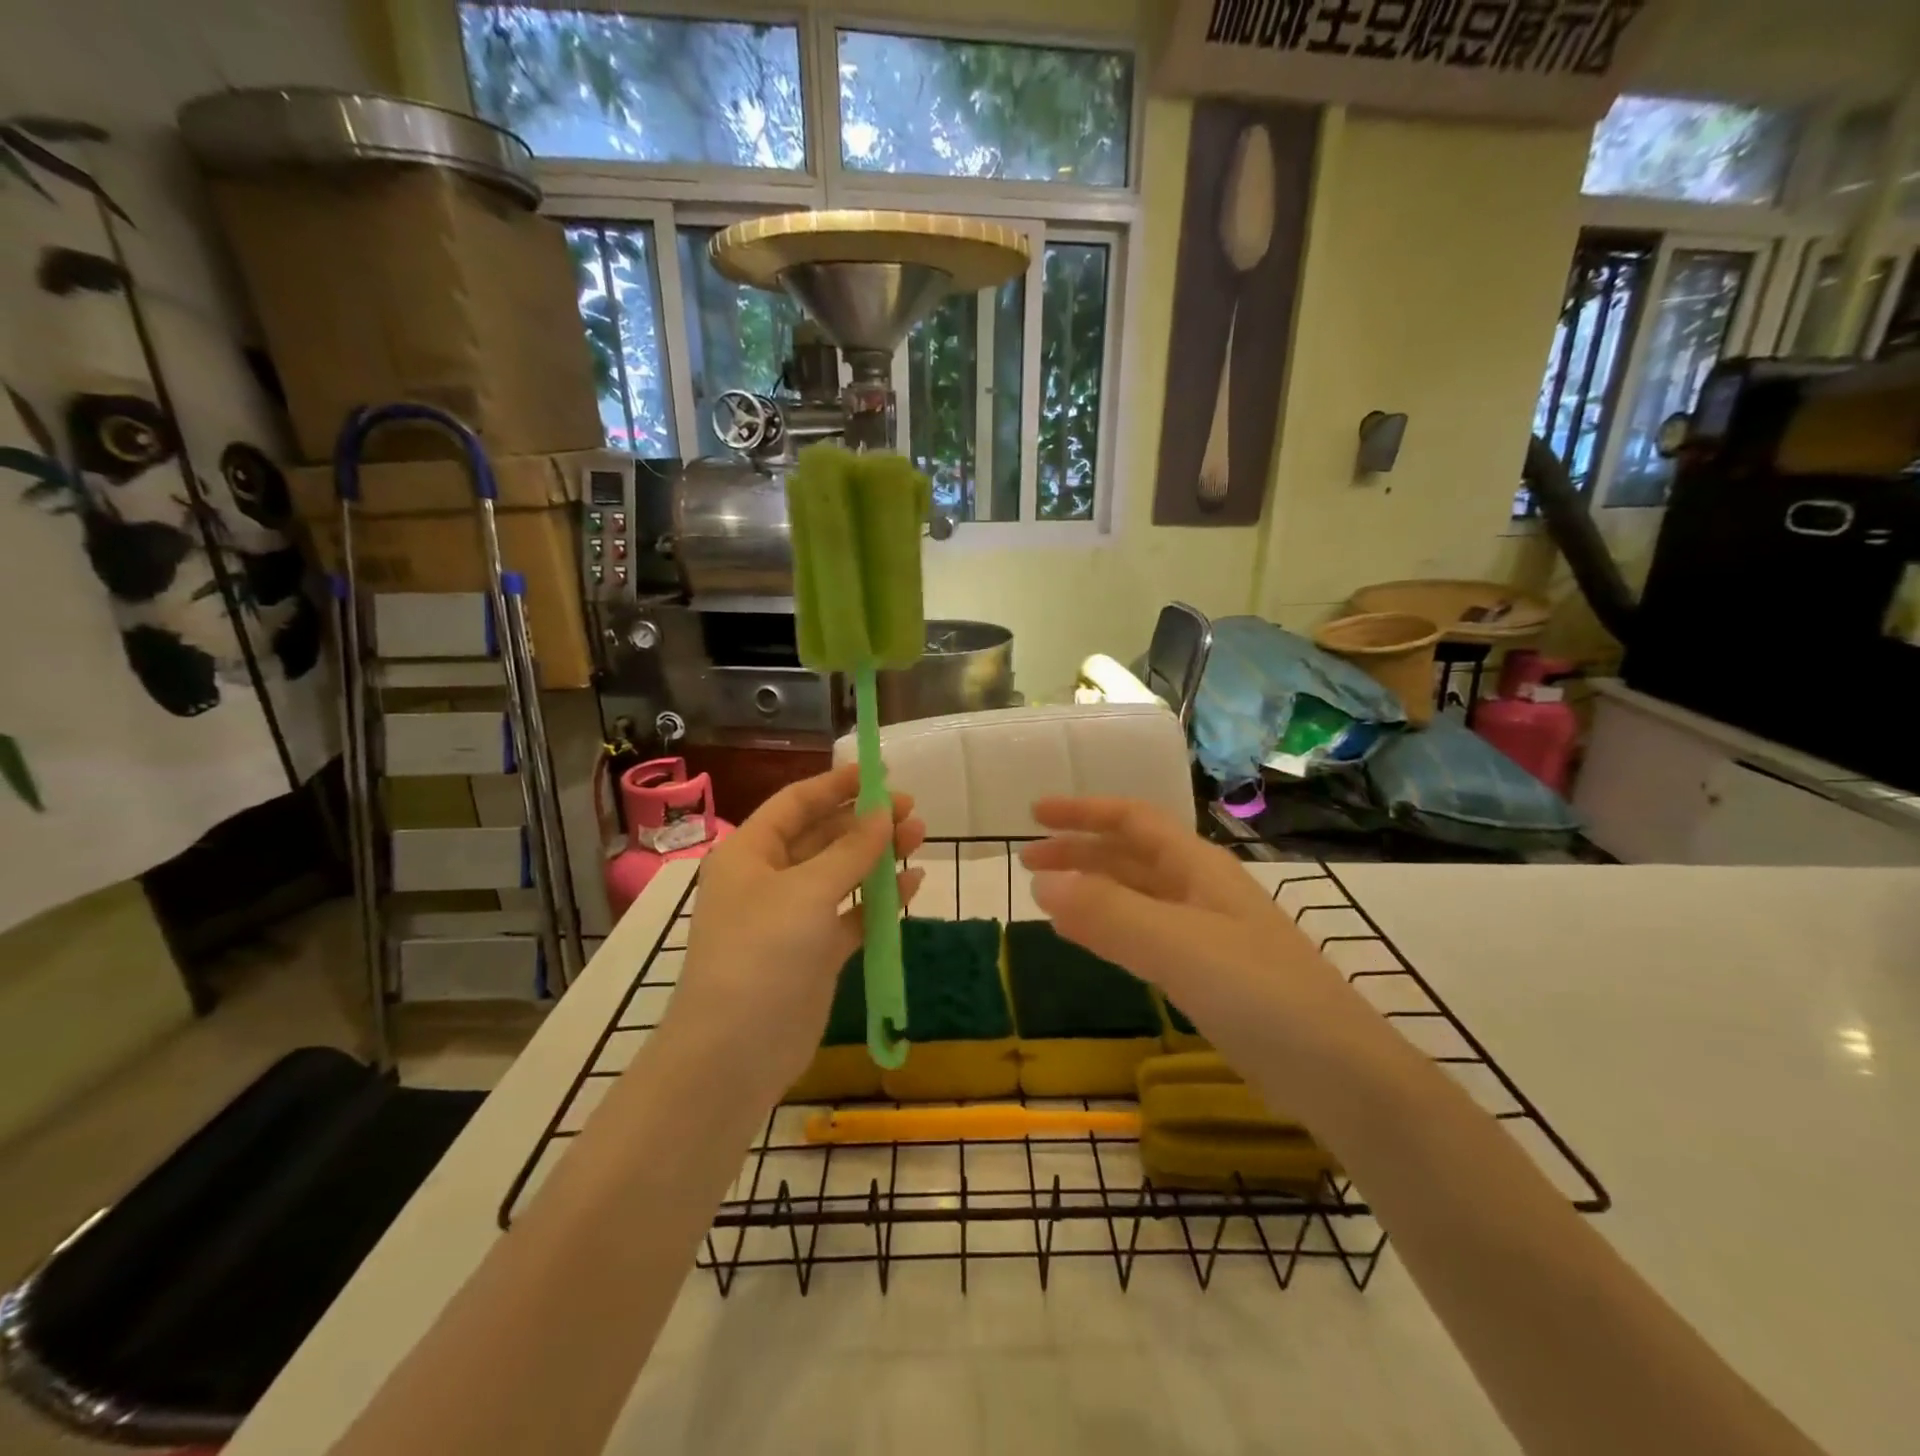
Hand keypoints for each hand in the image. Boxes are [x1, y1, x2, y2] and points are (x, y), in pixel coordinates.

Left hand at [667, 763, 925, 1107]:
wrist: (735, 1054)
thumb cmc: (762, 954)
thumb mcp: (807, 892)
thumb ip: (850, 851)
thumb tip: (883, 813)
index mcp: (750, 853)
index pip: (796, 803)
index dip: (836, 784)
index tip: (880, 772)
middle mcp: (768, 879)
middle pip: (822, 835)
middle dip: (865, 821)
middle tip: (911, 811)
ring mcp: (792, 917)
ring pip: (840, 874)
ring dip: (877, 857)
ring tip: (919, 838)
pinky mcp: (814, 952)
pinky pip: (851, 914)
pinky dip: (880, 900)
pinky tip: (913, 886)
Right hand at [1019, 797, 1370, 1105]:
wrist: (1336, 1072)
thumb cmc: (1258, 992)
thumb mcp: (1176, 944)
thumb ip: (1108, 912)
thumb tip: (1042, 883)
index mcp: (1197, 866)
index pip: (1132, 820)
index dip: (1083, 811)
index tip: (1036, 813)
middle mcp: (1200, 889)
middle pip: (1130, 855)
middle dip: (1078, 851)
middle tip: (1028, 862)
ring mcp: (1206, 932)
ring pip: (1135, 894)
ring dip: (1091, 888)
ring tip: (1047, 897)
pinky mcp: (1207, 973)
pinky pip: (1143, 933)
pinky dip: (1108, 927)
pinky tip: (1088, 940)